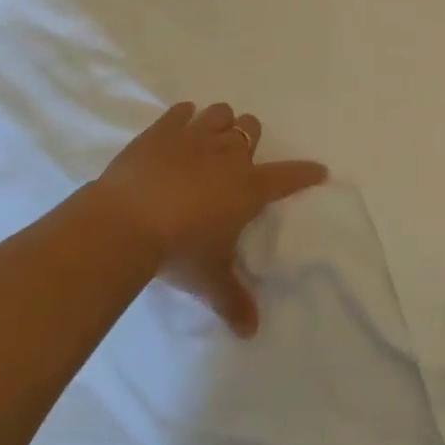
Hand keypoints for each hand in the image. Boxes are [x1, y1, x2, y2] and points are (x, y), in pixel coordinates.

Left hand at [91, 101, 327, 337]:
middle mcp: (229, 154)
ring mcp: (196, 136)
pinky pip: (182, 111)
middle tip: (235, 161)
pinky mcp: (163, 129)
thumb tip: (251, 333)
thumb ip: (234, 301)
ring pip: (221, 113)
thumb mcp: (209, 280)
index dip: (305, 174)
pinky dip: (183, 118)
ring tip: (207, 141)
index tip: (318, 171)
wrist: (126, 222)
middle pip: (251, 128)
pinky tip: (177, 129)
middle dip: (247, 140)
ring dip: (219, 124)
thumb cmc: (178, 250)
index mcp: (249, 187)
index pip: (289, 176)